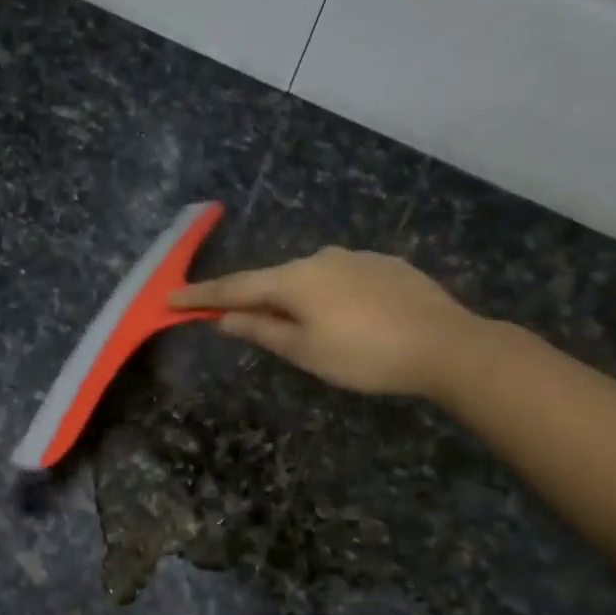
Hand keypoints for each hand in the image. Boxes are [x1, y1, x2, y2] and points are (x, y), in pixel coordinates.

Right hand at [173, 247, 486, 398]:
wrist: (446, 345)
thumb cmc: (364, 356)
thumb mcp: (305, 351)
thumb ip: (261, 330)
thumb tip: (224, 319)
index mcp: (294, 280)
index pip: (235, 288)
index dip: (201, 296)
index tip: (170, 298)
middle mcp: (320, 258)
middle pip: (273, 280)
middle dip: (252, 300)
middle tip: (236, 322)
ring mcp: (356, 258)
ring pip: (310, 279)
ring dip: (294, 300)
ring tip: (305, 330)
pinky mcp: (385, 265)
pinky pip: (341, 279)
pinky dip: (329, 296)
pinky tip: (347, 318)